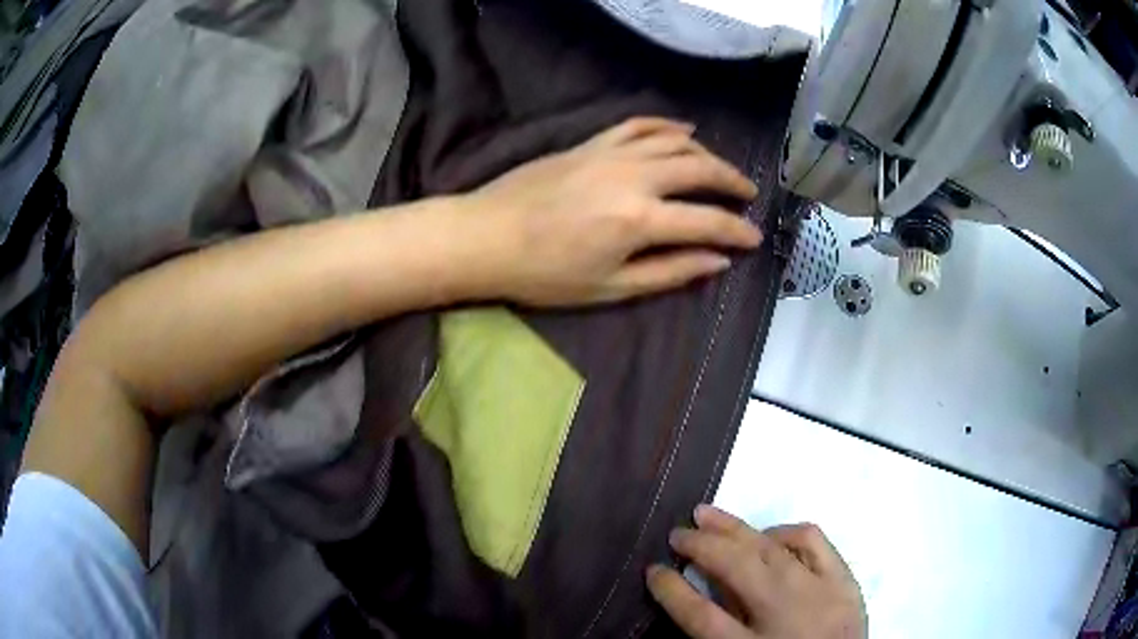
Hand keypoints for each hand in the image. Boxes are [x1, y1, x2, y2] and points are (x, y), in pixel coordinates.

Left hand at [461, 117, 761, 305]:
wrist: (487, 237)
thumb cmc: (545, 274)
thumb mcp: (610, 287)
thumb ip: (670, 272)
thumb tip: (717, 261)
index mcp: (640, 220)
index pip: (708, 221)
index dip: (737, 230)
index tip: (756, 238)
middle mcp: (634, 177)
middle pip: (699, 169)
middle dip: (731, 181)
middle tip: (748, 195)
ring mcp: (611, 153)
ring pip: (675, 141)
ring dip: (706, 152)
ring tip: (721, 168)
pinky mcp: (591, 143)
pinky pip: (638, 124)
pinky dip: (666, 125)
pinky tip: (683, 130)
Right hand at [647, 505, 866, 638]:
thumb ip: (721, 630)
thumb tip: (703, 588)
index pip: (700, 614)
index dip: (671, 590)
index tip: (653, 570)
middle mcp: (785, 613)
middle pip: (736, 568)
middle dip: (701, 546)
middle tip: (676, 532)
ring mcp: (820, 591)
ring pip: (771, 548)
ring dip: (736, 528)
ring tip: (708, 514)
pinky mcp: (845, 580)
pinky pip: (813, 542)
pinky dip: (786, 532)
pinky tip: (768, 534)